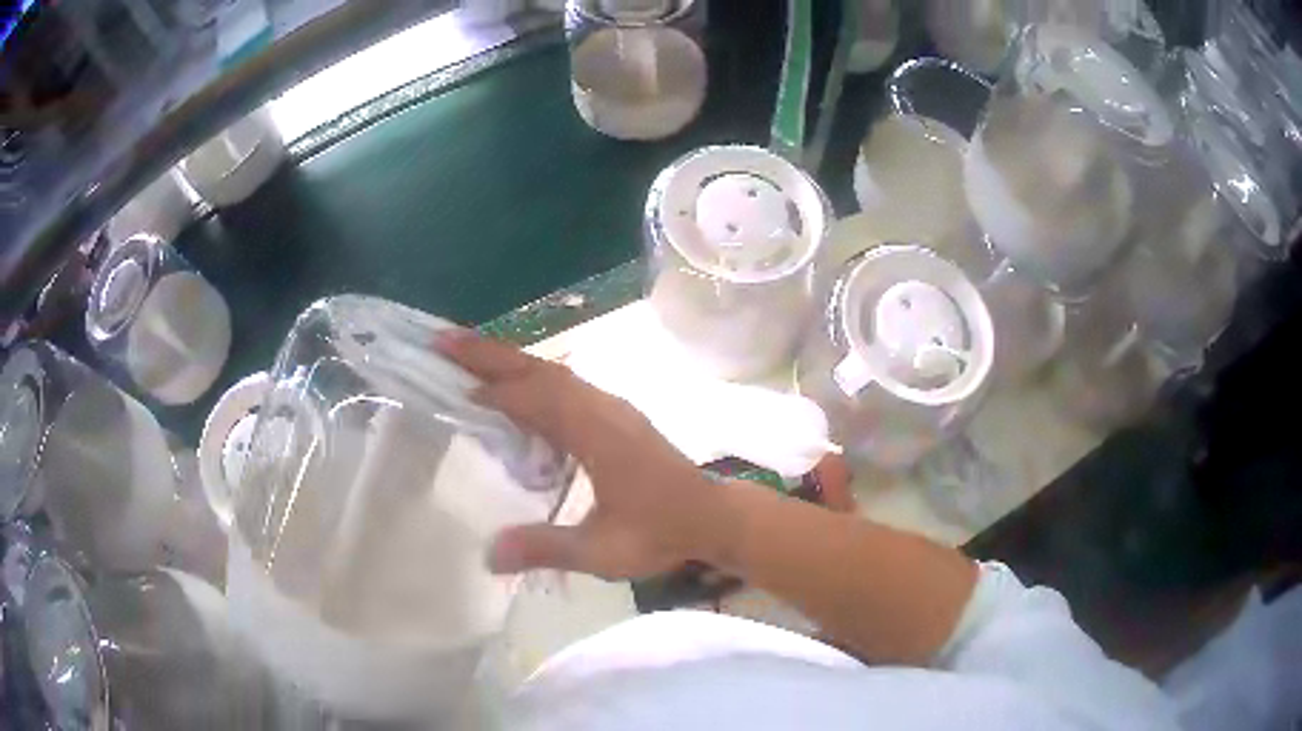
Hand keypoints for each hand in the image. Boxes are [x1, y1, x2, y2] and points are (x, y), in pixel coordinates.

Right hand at [436, 330, 729, 579]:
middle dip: (489, 353)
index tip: (450, 381)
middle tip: (443, 341)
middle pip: (538, 370)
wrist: (712, 516)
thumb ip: (546, 548)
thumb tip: (488, 554)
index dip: (491, 389)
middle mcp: (602, 408)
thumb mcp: (602, 551)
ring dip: (509, 362)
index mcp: (597, 433)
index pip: (534, 398)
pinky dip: (531, 381)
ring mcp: (611, 408)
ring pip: (552, 373)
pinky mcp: (616, 416)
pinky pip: (565, 386)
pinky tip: (516, 397)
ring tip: (468, 359)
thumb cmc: (660, 532)